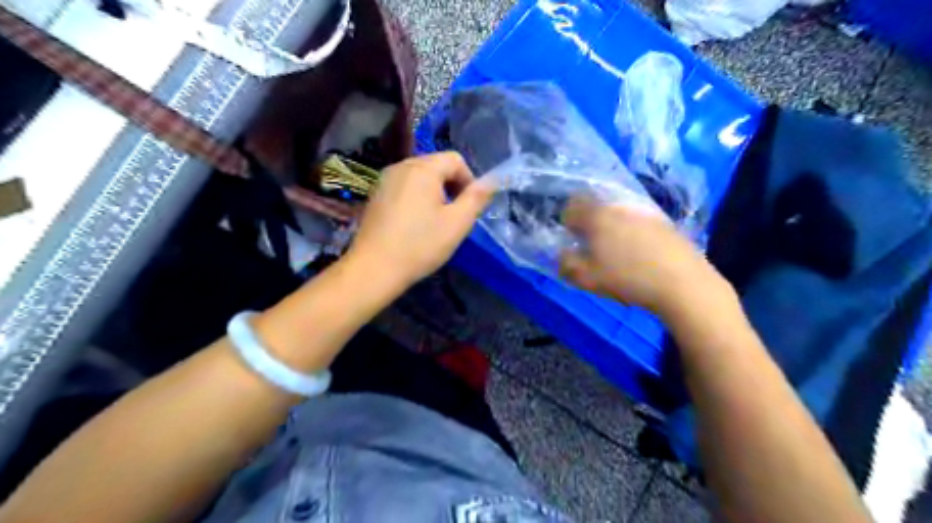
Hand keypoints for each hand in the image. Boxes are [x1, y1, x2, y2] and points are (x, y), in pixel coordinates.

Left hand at [346, 152, 498, 290]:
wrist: (374, 268)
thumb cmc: (420, 245)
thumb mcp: (457, 223)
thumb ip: (477, 198)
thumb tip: (493, 180)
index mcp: (423, 168)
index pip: (455, 159)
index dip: (468, 181)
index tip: (468, 208)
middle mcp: (401, 165)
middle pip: (436, 165)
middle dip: (451, 186)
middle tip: (453, 217)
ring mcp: (385, 179)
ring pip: (420, 176)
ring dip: (434, 193)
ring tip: (434, 222)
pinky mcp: (375, 194)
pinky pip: (404, 187)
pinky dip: (416, 198)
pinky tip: (413, 224)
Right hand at [560, 196, 726, 315]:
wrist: (682, 282)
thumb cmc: (627, 278)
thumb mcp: (587, 278)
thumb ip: (566, 264)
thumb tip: (561, 255)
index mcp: (597, 216)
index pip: (572, 206)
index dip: (567, 222)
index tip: (572, 240)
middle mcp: (620, 207)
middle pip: (596, 208)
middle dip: (590, 225)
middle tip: (593, 249)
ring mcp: (644, 212)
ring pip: (618, 214)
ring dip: (612, 228)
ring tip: (617, 254)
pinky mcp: (664, 222)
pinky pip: (638, 222)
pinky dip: (632, 233)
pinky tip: (640, 255)